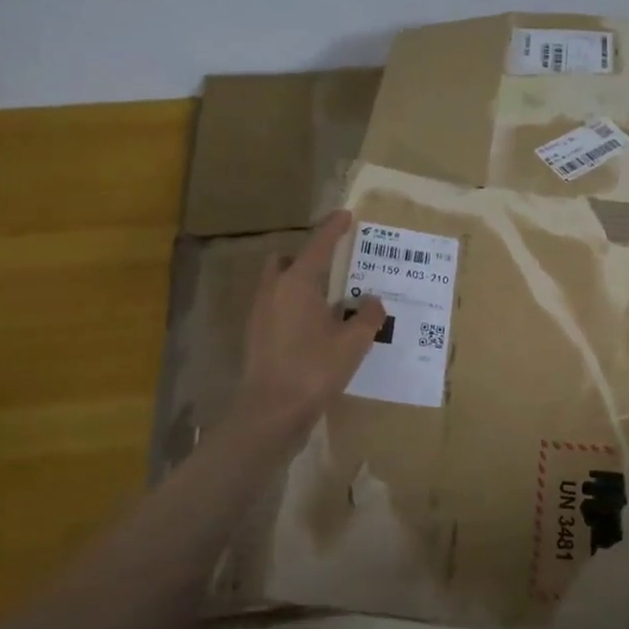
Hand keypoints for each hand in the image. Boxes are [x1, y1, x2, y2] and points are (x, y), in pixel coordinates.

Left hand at [232, 211, 385, 438]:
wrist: (270, 414)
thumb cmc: (314, 370)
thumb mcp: (353, 343)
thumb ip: (367, 316)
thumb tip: (372, 301)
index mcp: (297, 283)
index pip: (318, 245)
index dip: (333, 228)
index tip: (345, 215)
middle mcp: (273, 292)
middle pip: (287, 261)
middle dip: (307, 258)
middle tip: (333, 268)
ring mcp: (260, 315)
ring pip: (278, 285)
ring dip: (299, 284)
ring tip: (327, 300)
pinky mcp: (256, 338)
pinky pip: (276, 308)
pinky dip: (293, 308)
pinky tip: (313, 328)